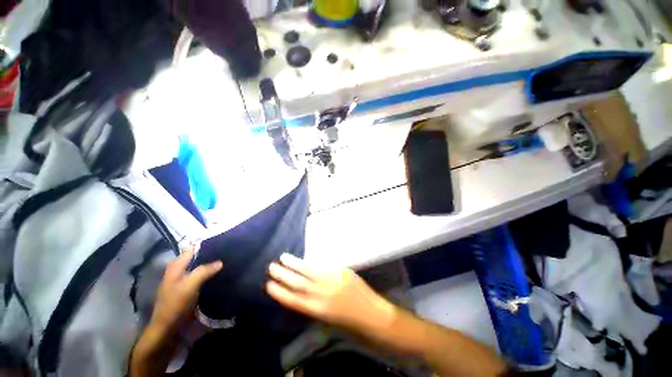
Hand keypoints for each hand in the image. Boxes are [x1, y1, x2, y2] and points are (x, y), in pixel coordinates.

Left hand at [149, 247, 222, 333]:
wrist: (167, 328)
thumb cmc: (175, 304)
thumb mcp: (189, 285)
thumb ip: (204, 271)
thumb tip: (220, 262)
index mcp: (176, 266)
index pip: (193, 248)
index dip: (207, 245)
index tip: (223, 243)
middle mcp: (179, 269)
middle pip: (197, 257)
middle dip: (211, 255)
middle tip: (228, 253)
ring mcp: (183, 279)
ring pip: (199, 266)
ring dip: (211, 265)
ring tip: (227, 262)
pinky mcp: (188, 288)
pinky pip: (200, 276)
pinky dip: (209, 274)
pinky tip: (219, 275)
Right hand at [266, 254, 395, 331]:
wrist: (372, 315)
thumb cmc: (349, 322)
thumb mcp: (327, 318)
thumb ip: (314, 304)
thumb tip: (304, 289)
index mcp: (316, 310)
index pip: (293, 300)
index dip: (280, 292)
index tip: (268, 284)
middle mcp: (321, 295)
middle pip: (297, 283)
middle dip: (283, 275)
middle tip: (271, 267)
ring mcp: (331, 281)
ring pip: (308, 271)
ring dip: (294, 264)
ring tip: (283, 257)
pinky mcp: (340, 272)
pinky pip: (324, 264)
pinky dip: (313, 261)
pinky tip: (306, 257)